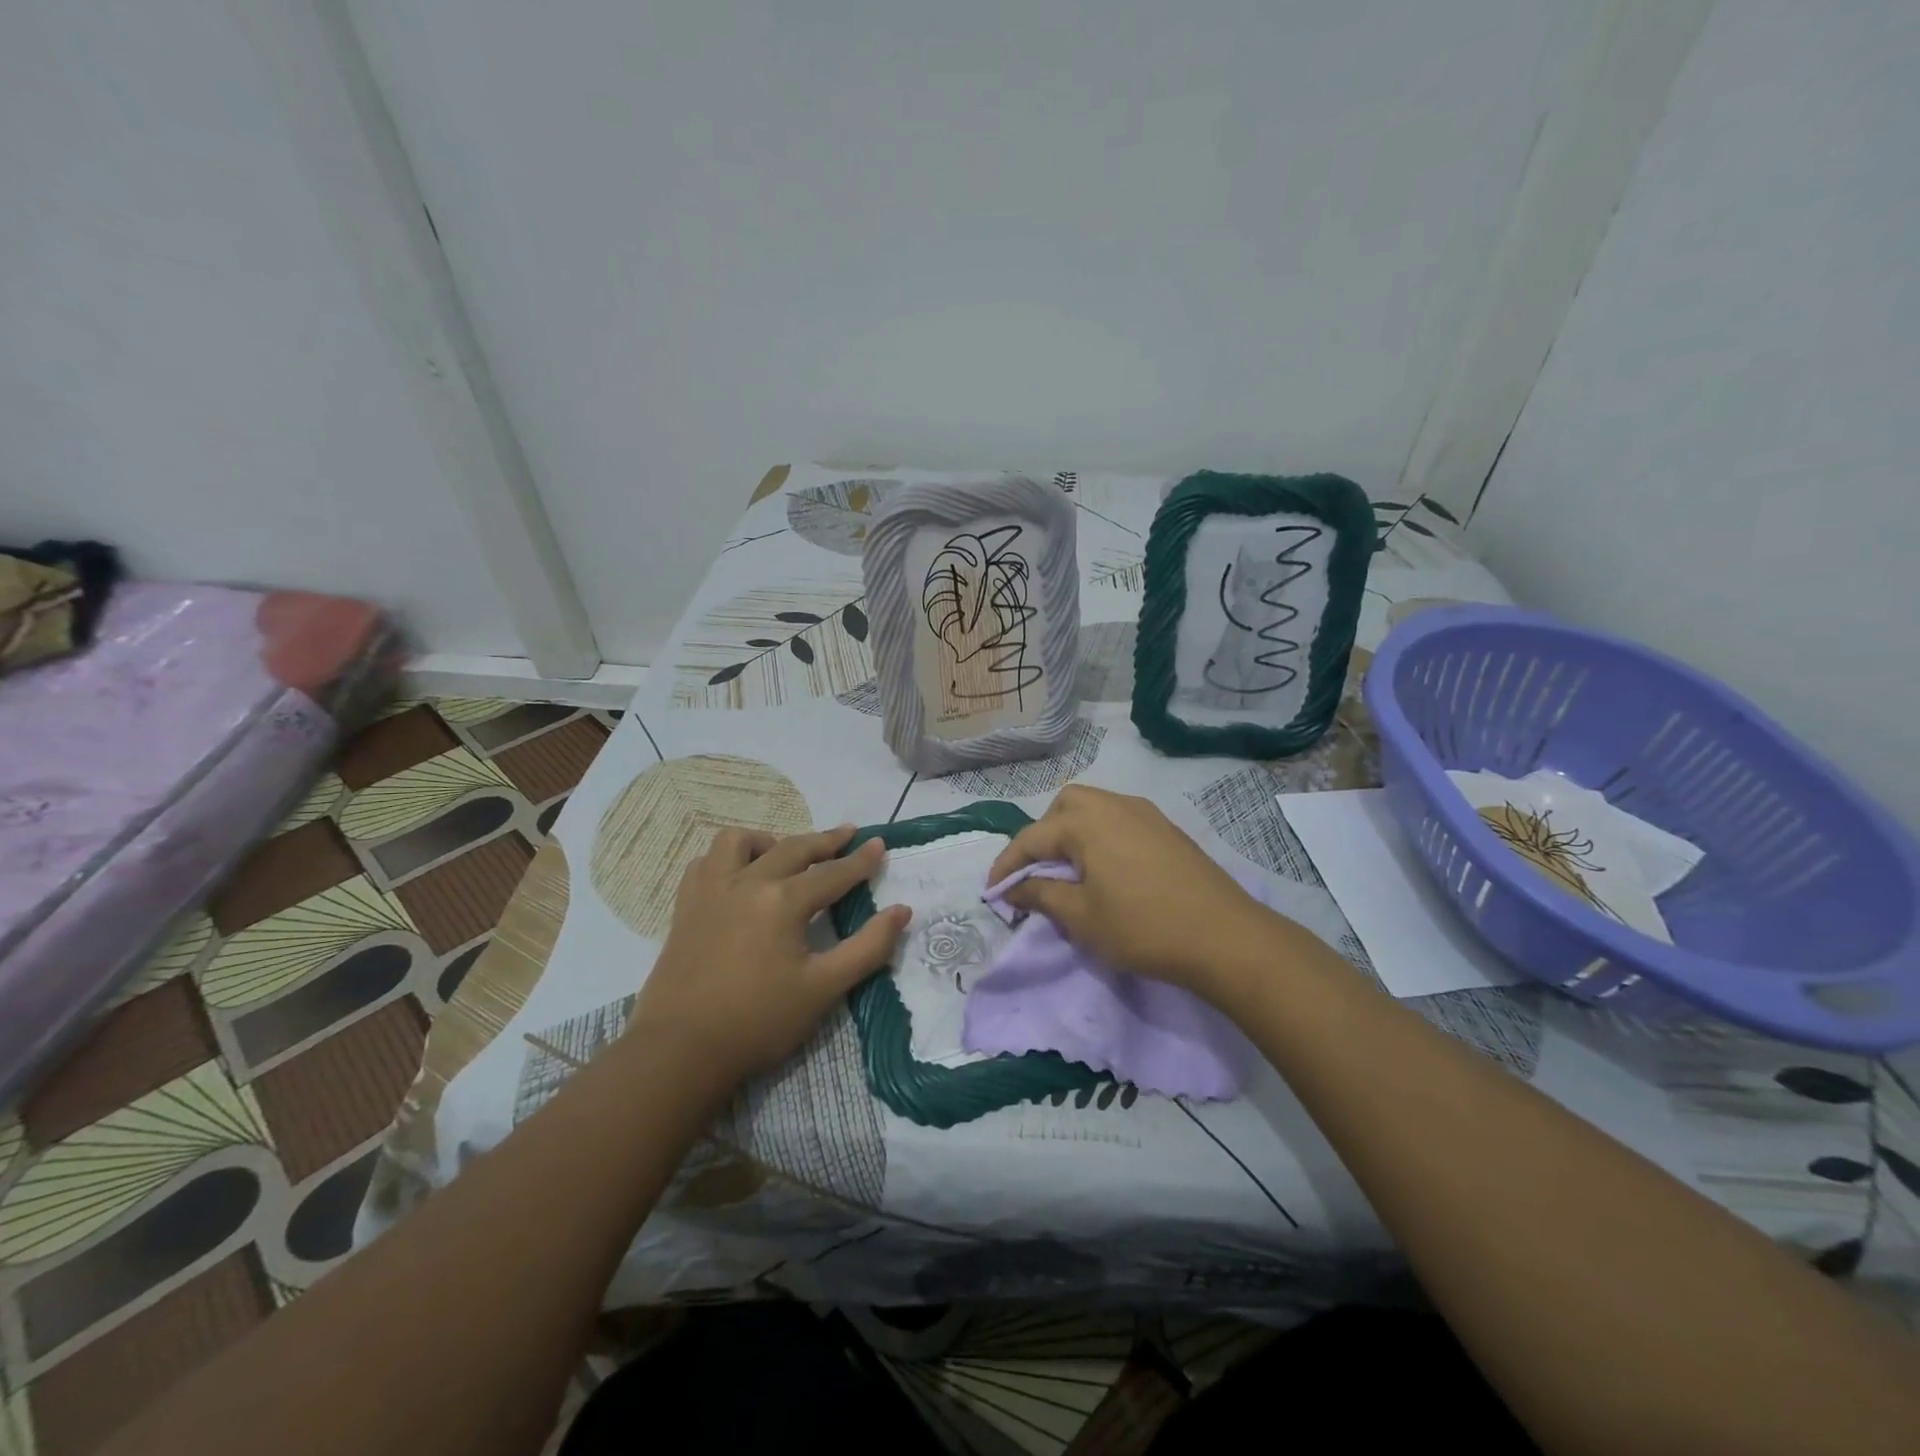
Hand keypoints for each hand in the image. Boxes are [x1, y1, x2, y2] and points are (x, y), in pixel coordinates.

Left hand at [629, 825, 909, 1087]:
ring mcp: (711, 890)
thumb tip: (902, 911)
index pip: (833, 873)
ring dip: (770, 840)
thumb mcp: (823, 989)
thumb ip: (867, 947)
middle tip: (848, 833)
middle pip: (794, 848)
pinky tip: (737, 875)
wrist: (680, 1050)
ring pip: (739, 841)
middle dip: (826, 840)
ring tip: (785, 854)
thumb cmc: (758, 1021)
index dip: (860, 860)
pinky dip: (727, 858)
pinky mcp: (685, 906)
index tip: (880, 844)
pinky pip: (706, 862)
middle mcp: (747, 882)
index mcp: (784, 901)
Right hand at [988, 785, 1280, 1000]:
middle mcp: (1113, 805)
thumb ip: (1041, 896)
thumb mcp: (1081, 917)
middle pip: (1063, 807)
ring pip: (1094, 808)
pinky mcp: (1167, 828)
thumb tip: (1013, 888)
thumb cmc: (1143, 927)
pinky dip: (1101, 835)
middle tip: (1039, 874)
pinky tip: (1109, 869)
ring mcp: (1145, 813)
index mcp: (1086, 822)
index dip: (1007, 866)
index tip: (994, 893)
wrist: (1225, 936)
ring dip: (1073, 833)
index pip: (1031, 838)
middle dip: (1043, 836)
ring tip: (1071, 872)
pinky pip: (1120, 819)